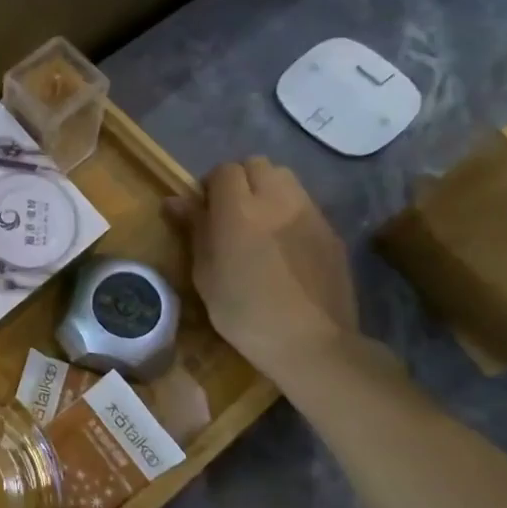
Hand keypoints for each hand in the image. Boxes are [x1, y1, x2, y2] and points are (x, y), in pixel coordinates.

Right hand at [165, 157, 357, 376]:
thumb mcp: (205, 273)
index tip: (205, 211)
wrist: (311, 342)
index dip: (211, 185)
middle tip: (232, 213)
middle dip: (241, 180)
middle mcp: (277, 200)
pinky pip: (305, 205)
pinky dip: (290, 212)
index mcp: (238, 209)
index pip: (224, 170)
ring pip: (285, 179)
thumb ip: (194, 229)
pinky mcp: (331, 231)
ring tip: (260, 225)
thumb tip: (175, 201)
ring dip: (268, 191)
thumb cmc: (243, 311)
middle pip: (257, 165)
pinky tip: (285, 246)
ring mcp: (310, 213)